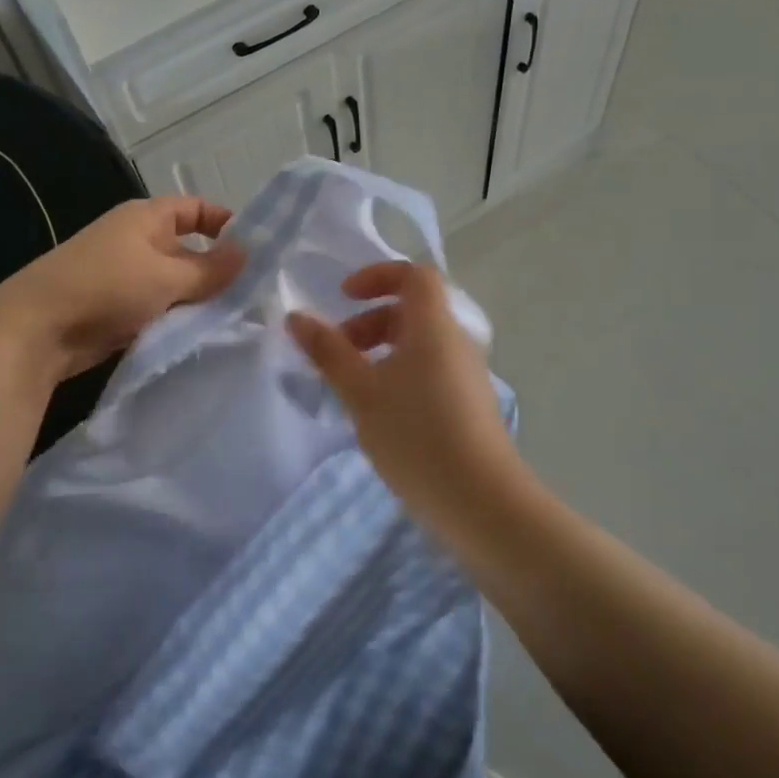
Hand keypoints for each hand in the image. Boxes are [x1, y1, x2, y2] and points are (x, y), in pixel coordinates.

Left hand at [0, 196, 244, 380]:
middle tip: (255, 295)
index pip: (195, 209)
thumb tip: (248, 254)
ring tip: (235, 319)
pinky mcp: (116, 308)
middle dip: (217, 270)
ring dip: (197, 299)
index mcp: (146, 218)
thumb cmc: (106, 287)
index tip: (256, 251)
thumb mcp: (166, 277)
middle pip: (187, 248)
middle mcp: (136, 240)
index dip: (226, 223)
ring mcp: (125, 275)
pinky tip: (201, 336)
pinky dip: (176, 318)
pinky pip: (157, 307)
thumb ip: (210, 269)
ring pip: (174, 283)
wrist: (36, 330)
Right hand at [287, 262, 521, 515]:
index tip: (344, 298)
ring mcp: (466, 374)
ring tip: (353, 387)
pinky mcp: (469, 404)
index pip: (414, 275)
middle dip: (370, 321)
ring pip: (420, 343)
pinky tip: (380, 413)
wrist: (482, 503)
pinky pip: (429, 370)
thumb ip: (328, 351)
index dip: (377, 276)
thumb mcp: (361, 393)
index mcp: (433, 326)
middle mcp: (456, 341)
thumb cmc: (416, 437)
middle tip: (339, 351)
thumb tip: (296, 317)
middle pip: (413, 309)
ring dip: (382, 350)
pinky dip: (399, 374)